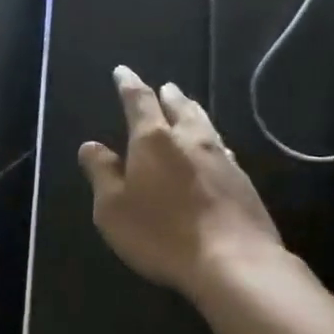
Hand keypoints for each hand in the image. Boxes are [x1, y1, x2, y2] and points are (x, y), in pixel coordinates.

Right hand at [78, 67, 284, 300]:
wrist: (233, 261)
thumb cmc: (161, 233)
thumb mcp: (113, 209)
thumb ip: (102, 173)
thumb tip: (91, 146)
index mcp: (153, 140)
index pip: (139, 101)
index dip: (129, 84)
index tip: (123, 72)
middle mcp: (190, 140)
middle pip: (179, 107)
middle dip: (167, 95)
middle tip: (164, 87)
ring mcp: (222, 158)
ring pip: (205, 124)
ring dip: (192, 112)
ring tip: (187, 106)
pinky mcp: (243, 181)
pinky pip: (222, 148)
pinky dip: (211, 140)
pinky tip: (215, 148)